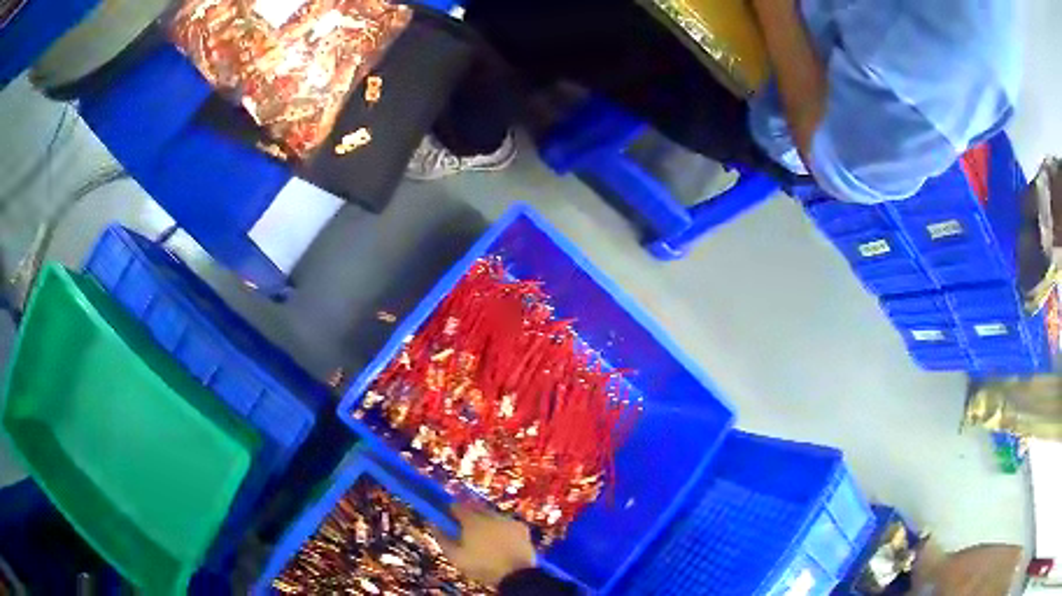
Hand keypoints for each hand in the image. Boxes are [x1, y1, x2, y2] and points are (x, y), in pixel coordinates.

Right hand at [433, 503, 536, 586]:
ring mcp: (507, 520)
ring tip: (485, 536)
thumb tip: (433, 525)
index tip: (447, 515)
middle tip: (465, 526)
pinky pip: (507, 523)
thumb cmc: (481, 566)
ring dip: (487, 521)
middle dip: (469, 514)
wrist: (515, 574)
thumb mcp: (455, 557)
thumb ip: (442, 539)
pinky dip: (503, 528)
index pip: (457, 506)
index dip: (451, 509)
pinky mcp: (521, 527)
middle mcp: (490, 515)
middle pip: (475, 508)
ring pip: (492, 515)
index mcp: (472, 521)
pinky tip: (501, 539)